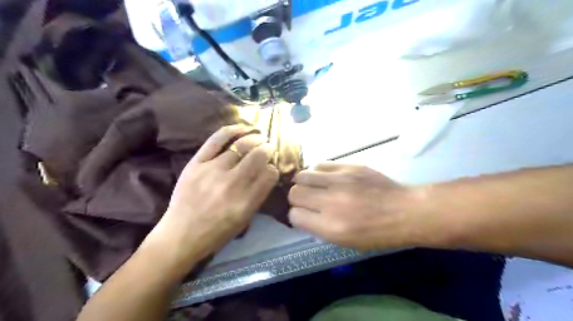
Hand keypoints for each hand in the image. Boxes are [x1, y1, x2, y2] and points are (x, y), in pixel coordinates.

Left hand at [148, 125, 279, 268]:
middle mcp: (232, 183)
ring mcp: (213, 170)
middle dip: (268, 149)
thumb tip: (267, 172)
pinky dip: (232, 130)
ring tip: (259, 137)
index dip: (274, 168)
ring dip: (255, 139)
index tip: (271, 168)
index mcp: (246, 201)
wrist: (181, 235)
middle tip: (269, 148)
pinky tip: (243, 127)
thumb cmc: (217, 232)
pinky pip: (216, 140)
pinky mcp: (196, 163)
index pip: (270, 174)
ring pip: (241, 145)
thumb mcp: (245, 220)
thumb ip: (258, 195)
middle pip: (258, 156)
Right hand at [289, 163, 427, 249]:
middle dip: (297, 198)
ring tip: (315, 186)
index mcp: (331, 227)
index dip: (297, 216)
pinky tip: (327, 178)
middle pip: (295, 193)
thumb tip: (302, 214)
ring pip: (302, 175)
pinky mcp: (349, 166)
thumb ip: (319, 228)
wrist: (405, 211)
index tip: (304, 215)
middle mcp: (331, 202)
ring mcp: (340, 181)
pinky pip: (320, 164)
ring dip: (304, 183)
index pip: (294, 216)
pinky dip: (318, 172)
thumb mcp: (346, 241)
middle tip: (308, 200)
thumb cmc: (377, 233)